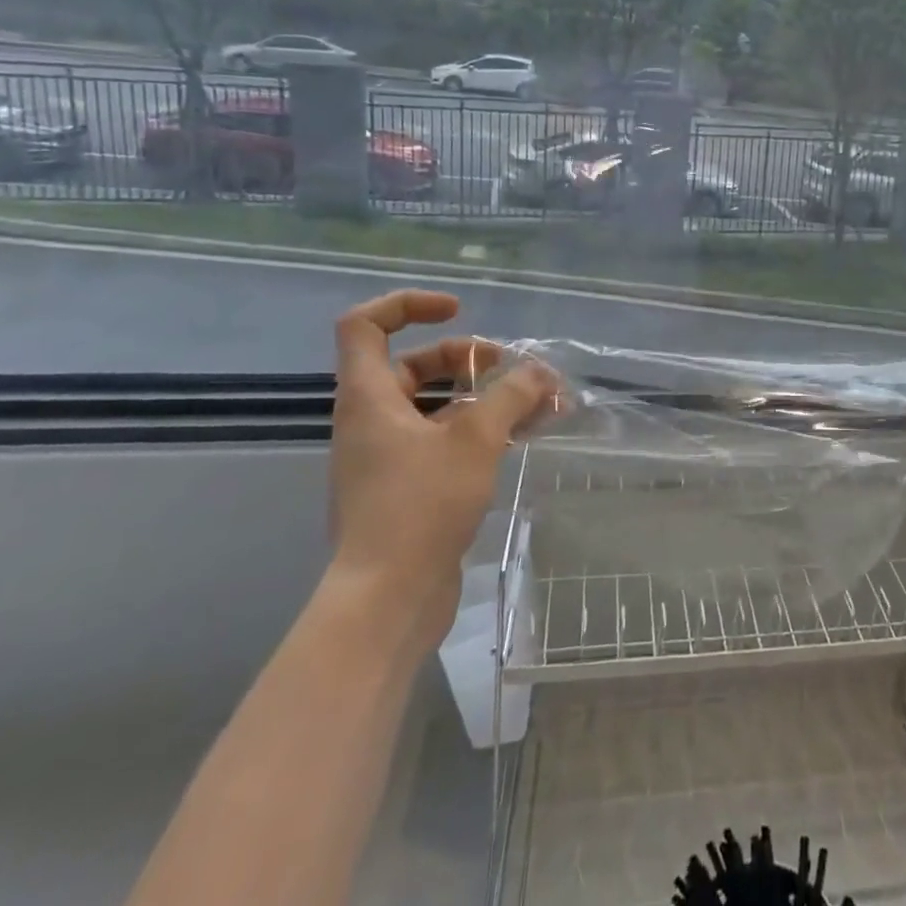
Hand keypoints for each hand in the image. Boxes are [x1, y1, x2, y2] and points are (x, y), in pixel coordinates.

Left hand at [328, 290, 558, 647]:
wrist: (386, 601)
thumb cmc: (421, 506)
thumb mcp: (476, 438)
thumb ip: (512, 395)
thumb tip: (540, 371)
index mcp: (370, 397)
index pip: (366, 324)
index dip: (409, 304)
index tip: (458, 311)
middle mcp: (371, 420)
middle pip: (412, 364)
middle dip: (465, 357)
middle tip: (508, 368)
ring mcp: (387, 457)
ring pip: (435, 405)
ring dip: (483, 396)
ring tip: (536, 402)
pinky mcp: (407, 488)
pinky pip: (444, 440)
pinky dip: (480, 430)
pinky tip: (524, 436)